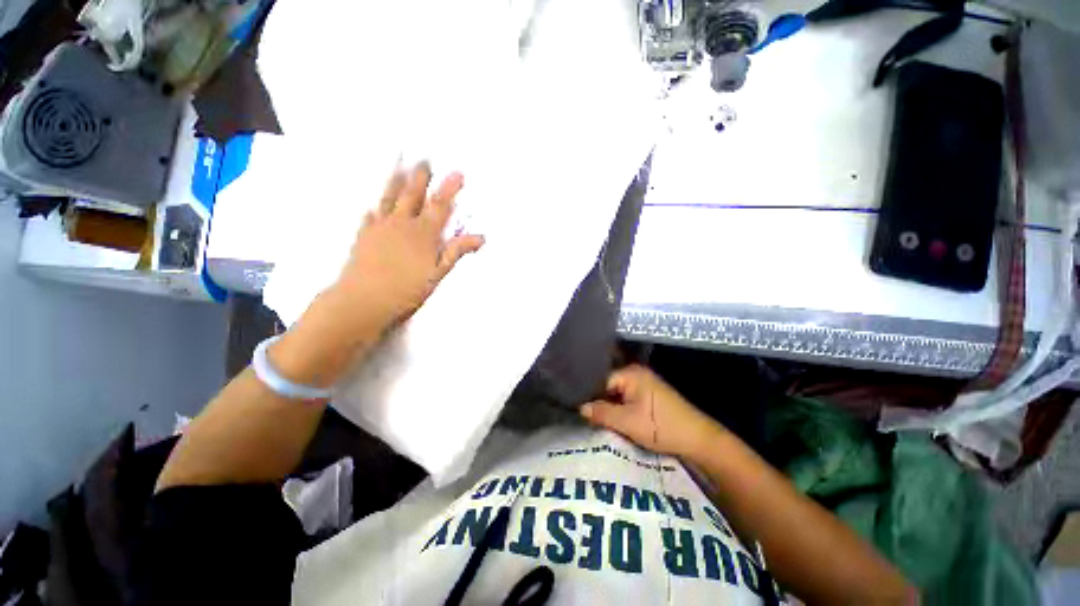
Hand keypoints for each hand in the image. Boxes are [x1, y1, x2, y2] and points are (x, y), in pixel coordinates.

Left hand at [333, 162, 484, 326]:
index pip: (440, 206)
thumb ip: (456, 252)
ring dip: (395, 183)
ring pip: (388, 200)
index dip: (450, 189)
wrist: (363, 301)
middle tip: (423, 160)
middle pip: (412, 196)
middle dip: (420, 178)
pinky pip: (369, 217)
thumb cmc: (406, 290)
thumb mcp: (438, 273)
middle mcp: (401, 225)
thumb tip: (480, 237)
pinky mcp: (363, 237)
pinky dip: (373, 210)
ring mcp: (379, 228)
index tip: (457, 173)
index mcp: (423, 234)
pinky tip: (372, 207)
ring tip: (399, 169)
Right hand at [581, 365, 721, 457]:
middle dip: (599, 402)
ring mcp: (644, 385)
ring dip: (609, 408)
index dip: (590, 396)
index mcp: (631, 373)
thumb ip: (602, 413)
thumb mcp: (628, 422)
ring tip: (596, 421)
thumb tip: (581, 408)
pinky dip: (620, 411)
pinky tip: (613, 422)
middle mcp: (636, 374)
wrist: (698, 440)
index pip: (601, 380)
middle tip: (586, 418)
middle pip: (608, 387)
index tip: (578, 410)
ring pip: (617, 395)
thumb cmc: (662, 427)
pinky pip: (627, 400)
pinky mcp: (649, 397)